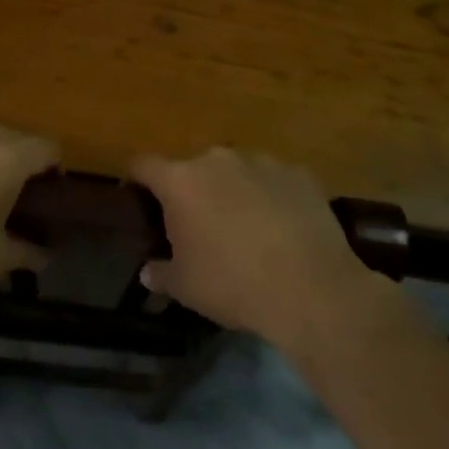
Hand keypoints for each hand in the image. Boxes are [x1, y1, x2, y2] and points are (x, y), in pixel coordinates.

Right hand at [133, 148, 381, 347]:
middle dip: (192, 190)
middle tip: (198, 223)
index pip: (144, 165)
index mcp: (181, 181)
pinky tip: (281, 226)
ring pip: (236, 170)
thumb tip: (148, 272)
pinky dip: (270, 196)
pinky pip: (273, 180)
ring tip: (244, 225)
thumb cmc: (233, 284)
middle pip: (193, 167)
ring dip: (233, 190)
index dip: (137, 179)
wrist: (312, 288)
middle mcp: (217, 160)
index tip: (137, 195)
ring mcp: (261, 162)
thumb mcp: (186, 287)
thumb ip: (161, 273)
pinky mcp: (298, 173)